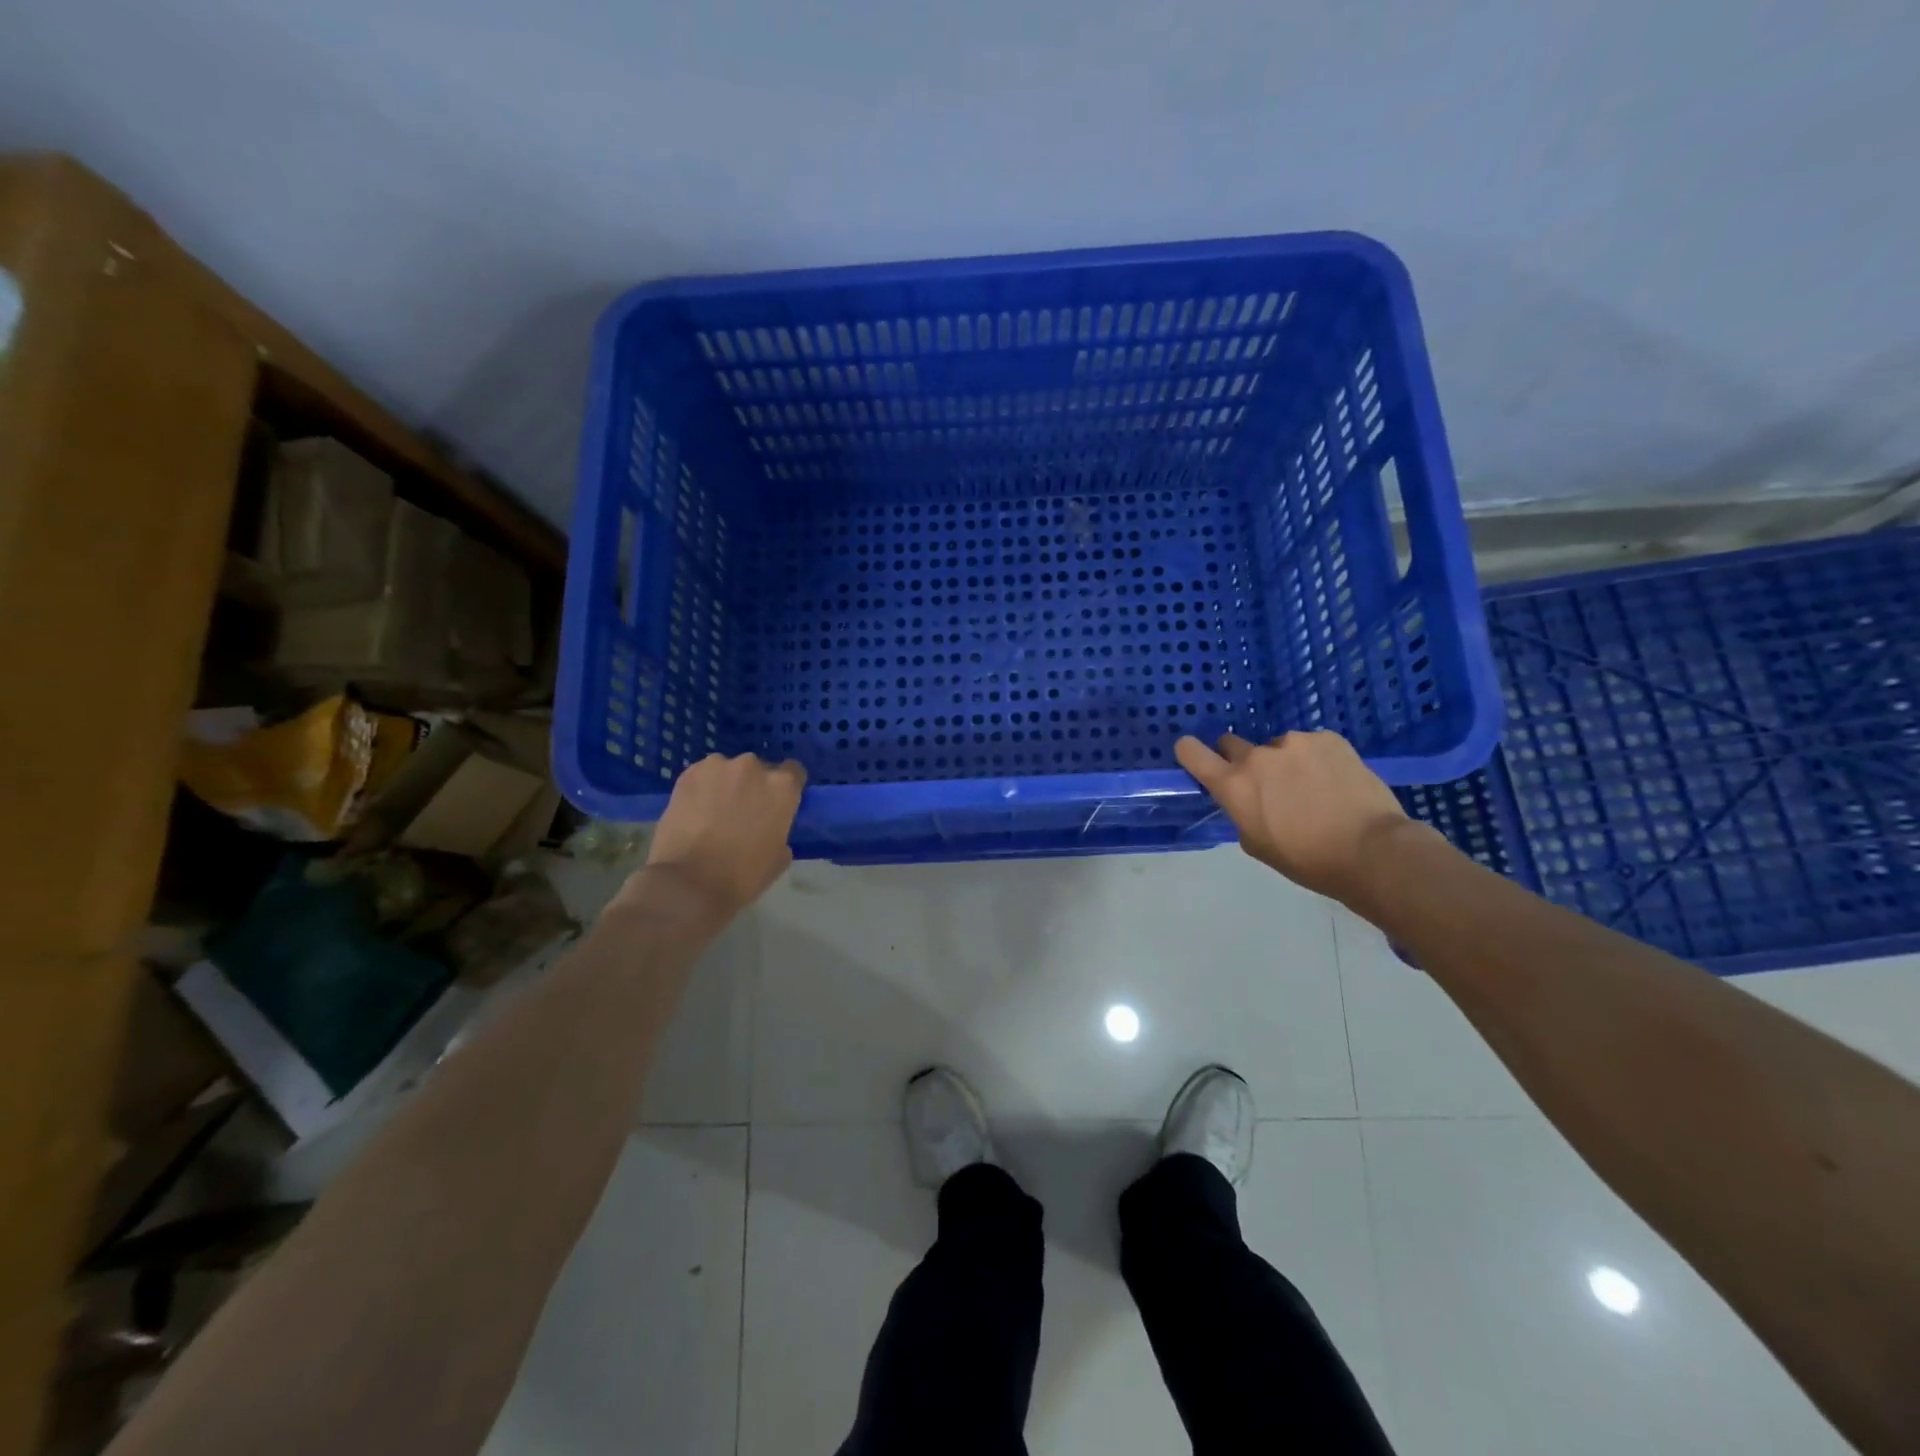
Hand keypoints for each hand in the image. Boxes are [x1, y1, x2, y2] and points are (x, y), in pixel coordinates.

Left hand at [636, 753, 806, 915]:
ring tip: (713, 811)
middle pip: (758, 770)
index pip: (794, 772)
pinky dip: (701, 789)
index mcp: (783, 787)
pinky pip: (702, 775)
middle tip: (742, 811)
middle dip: (753, 786)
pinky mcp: (688, 773)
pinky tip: (693, 810)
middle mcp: (754, 767)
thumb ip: (781, 832)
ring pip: (727, 770)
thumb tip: (771, 828)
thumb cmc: (742, 875)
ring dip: (725, 785)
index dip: (785, 788)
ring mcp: (719, 766)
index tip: (777, 803)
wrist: (689, 882)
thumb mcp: (778, 858)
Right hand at [1176, 730, 1413, 904]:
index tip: (1198, 759)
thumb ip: (1241, 812)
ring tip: (1313, 789)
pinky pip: (1311, 745)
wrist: (1371, 850)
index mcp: (1233, 785)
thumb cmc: (1307, 859)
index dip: (1190, 753)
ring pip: (1277, 747)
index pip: (1191, 752)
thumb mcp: (1256, 844)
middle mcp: (1258, 756)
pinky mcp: (1328, 738)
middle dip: (1242, 761)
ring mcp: (1294, 742)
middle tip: (1266, 785)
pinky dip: (1316, 759)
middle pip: (1231, 743)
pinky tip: (1335, 782)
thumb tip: (1248, 799)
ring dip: (1285, 762)